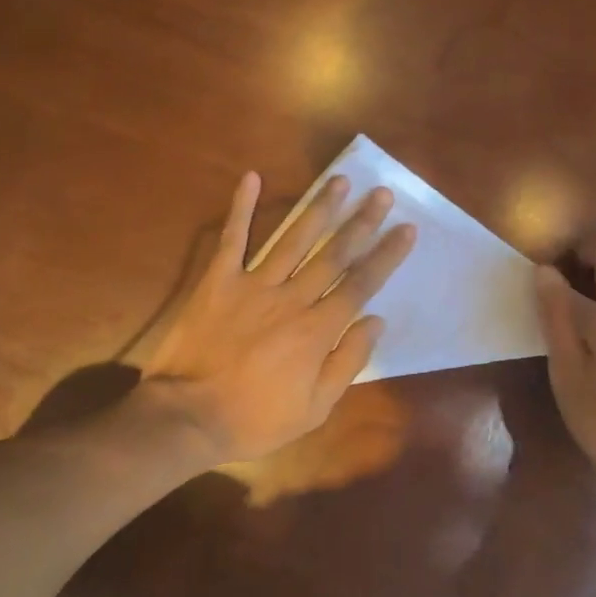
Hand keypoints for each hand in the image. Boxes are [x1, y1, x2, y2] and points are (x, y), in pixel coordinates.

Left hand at [142, 172, 415, 463]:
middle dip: (361, 222)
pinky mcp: (218, 280)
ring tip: (339, 180)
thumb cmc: (255, 419)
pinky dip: (241, 207)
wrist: (188, 417)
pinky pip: (233, 238)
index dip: (386, 255)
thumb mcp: (315, 409)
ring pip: (293, 239)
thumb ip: (348, 362)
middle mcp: (291, 299)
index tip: (407, 229)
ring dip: (318, 208)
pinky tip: (252, 177)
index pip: (360, 284)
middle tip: (381, 193)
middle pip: (333, 253)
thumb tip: (376, 321)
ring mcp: (253, 285)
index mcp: (318, 331)